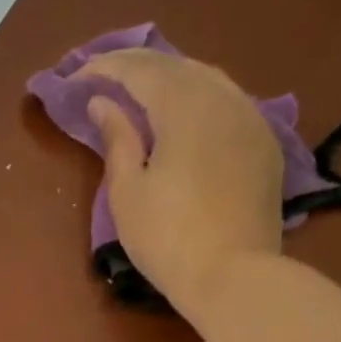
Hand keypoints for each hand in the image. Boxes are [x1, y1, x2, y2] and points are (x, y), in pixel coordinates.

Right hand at [85, 49, 285, 320]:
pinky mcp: (264, 144)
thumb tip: (104, 103)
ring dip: (170, 76)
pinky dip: (198, 96)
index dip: (105, 68)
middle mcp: (222, 99)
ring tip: (141, 87)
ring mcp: (251, 119)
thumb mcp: (127, 192)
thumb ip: (117, 139)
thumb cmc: (168, 238)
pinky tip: (185, 111)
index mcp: (184, 107)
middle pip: (176, 66)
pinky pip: (228, 101)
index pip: (140, 70)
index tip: (76, 75)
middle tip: (104, 74)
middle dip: (137, 65)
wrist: (234, 276)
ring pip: (207, 78)